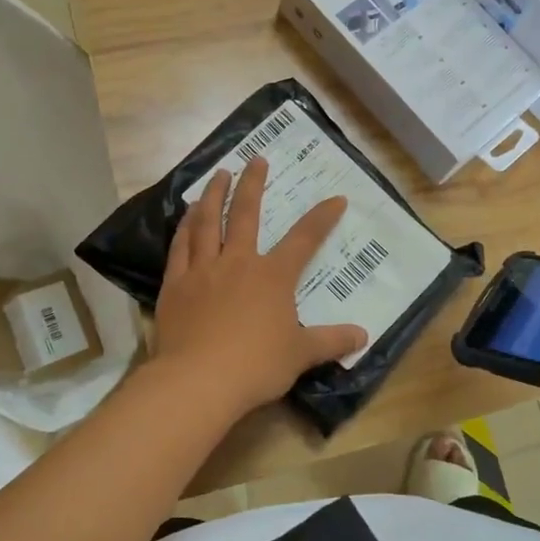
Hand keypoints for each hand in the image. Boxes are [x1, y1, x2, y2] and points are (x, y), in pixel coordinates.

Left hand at [153, 155, 367, 417]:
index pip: (304, 239)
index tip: (336, 199)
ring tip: (218, 175)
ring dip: (214, 195)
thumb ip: (331, 341)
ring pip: (207, 223)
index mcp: (273, 276)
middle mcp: (238, 262)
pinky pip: (180, 247)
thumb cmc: (256, 365)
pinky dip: (184, 227)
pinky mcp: (175, 284)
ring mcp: (203, 270)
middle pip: (246, 214)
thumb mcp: (301, 354)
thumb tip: (364, 336)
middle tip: (255, 160)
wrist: (199, 380)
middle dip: (253, 184)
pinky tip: (185, 216)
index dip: (322, 218)